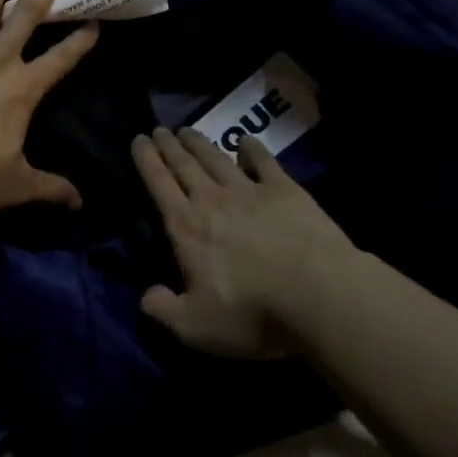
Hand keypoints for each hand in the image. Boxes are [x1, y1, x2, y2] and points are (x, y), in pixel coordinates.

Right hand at [132, 127, 355, 357]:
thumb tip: (146, 296)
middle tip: (160, 129)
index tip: (139, 139)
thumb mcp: (196, 327)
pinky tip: (245, 141)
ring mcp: (249, 191)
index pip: (159, 185)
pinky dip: (251, 148)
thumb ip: (164, 310)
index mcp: (186, 228)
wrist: (318, 293)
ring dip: (200, 143)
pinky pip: (262, 161)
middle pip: (185, 165)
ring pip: (217, 158)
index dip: (147, 160)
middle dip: (169, 146)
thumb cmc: (252, 313)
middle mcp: (212, 200)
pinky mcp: (284, 190)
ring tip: (188, 131)